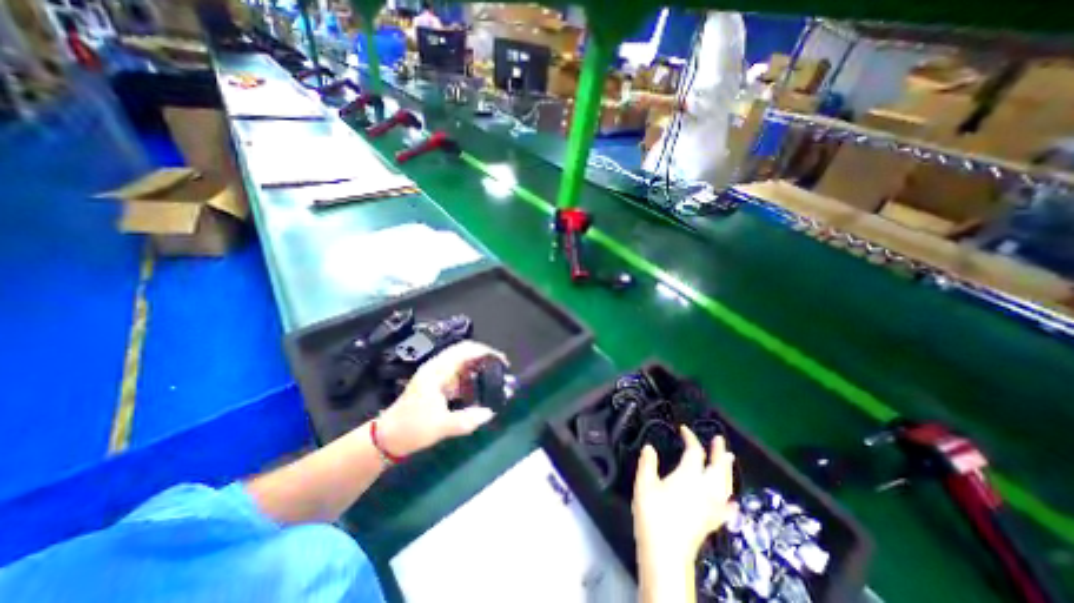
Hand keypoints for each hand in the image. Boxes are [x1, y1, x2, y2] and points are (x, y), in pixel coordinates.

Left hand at [378, 341, 509, 454]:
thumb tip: (490, 413)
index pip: (465, 350)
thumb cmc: (412, 428)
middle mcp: (437, 367)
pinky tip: (480, 387)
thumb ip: (466, 420)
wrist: (387, 438)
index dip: (485, 351)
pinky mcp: (437, 383)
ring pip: (463, 361)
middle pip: (465, 351)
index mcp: (437, 371)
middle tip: (502, 367)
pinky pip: (459, 372)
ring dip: (479, 365)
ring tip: (495, 376)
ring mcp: (437, 374)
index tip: (502, 361)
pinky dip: (472, 375)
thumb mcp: (440, 426)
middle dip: (485, 356)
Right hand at [630, 427, 735, 572]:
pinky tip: (733, 502)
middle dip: (718, 452)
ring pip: (725, 484)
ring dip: (727, 469)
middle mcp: (705, 489)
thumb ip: (648, 463)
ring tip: (729, 459)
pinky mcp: (712, 522)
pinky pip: (726, 508)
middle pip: (717, 467)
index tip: (683, 429)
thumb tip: (649, 447)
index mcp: (688, 476)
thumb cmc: (653, 514)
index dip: (691, 438)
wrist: (666, 554)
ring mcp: (711, 507)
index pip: (694, 452)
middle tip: (719, 439)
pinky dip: (730, 501)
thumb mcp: (644, 484)